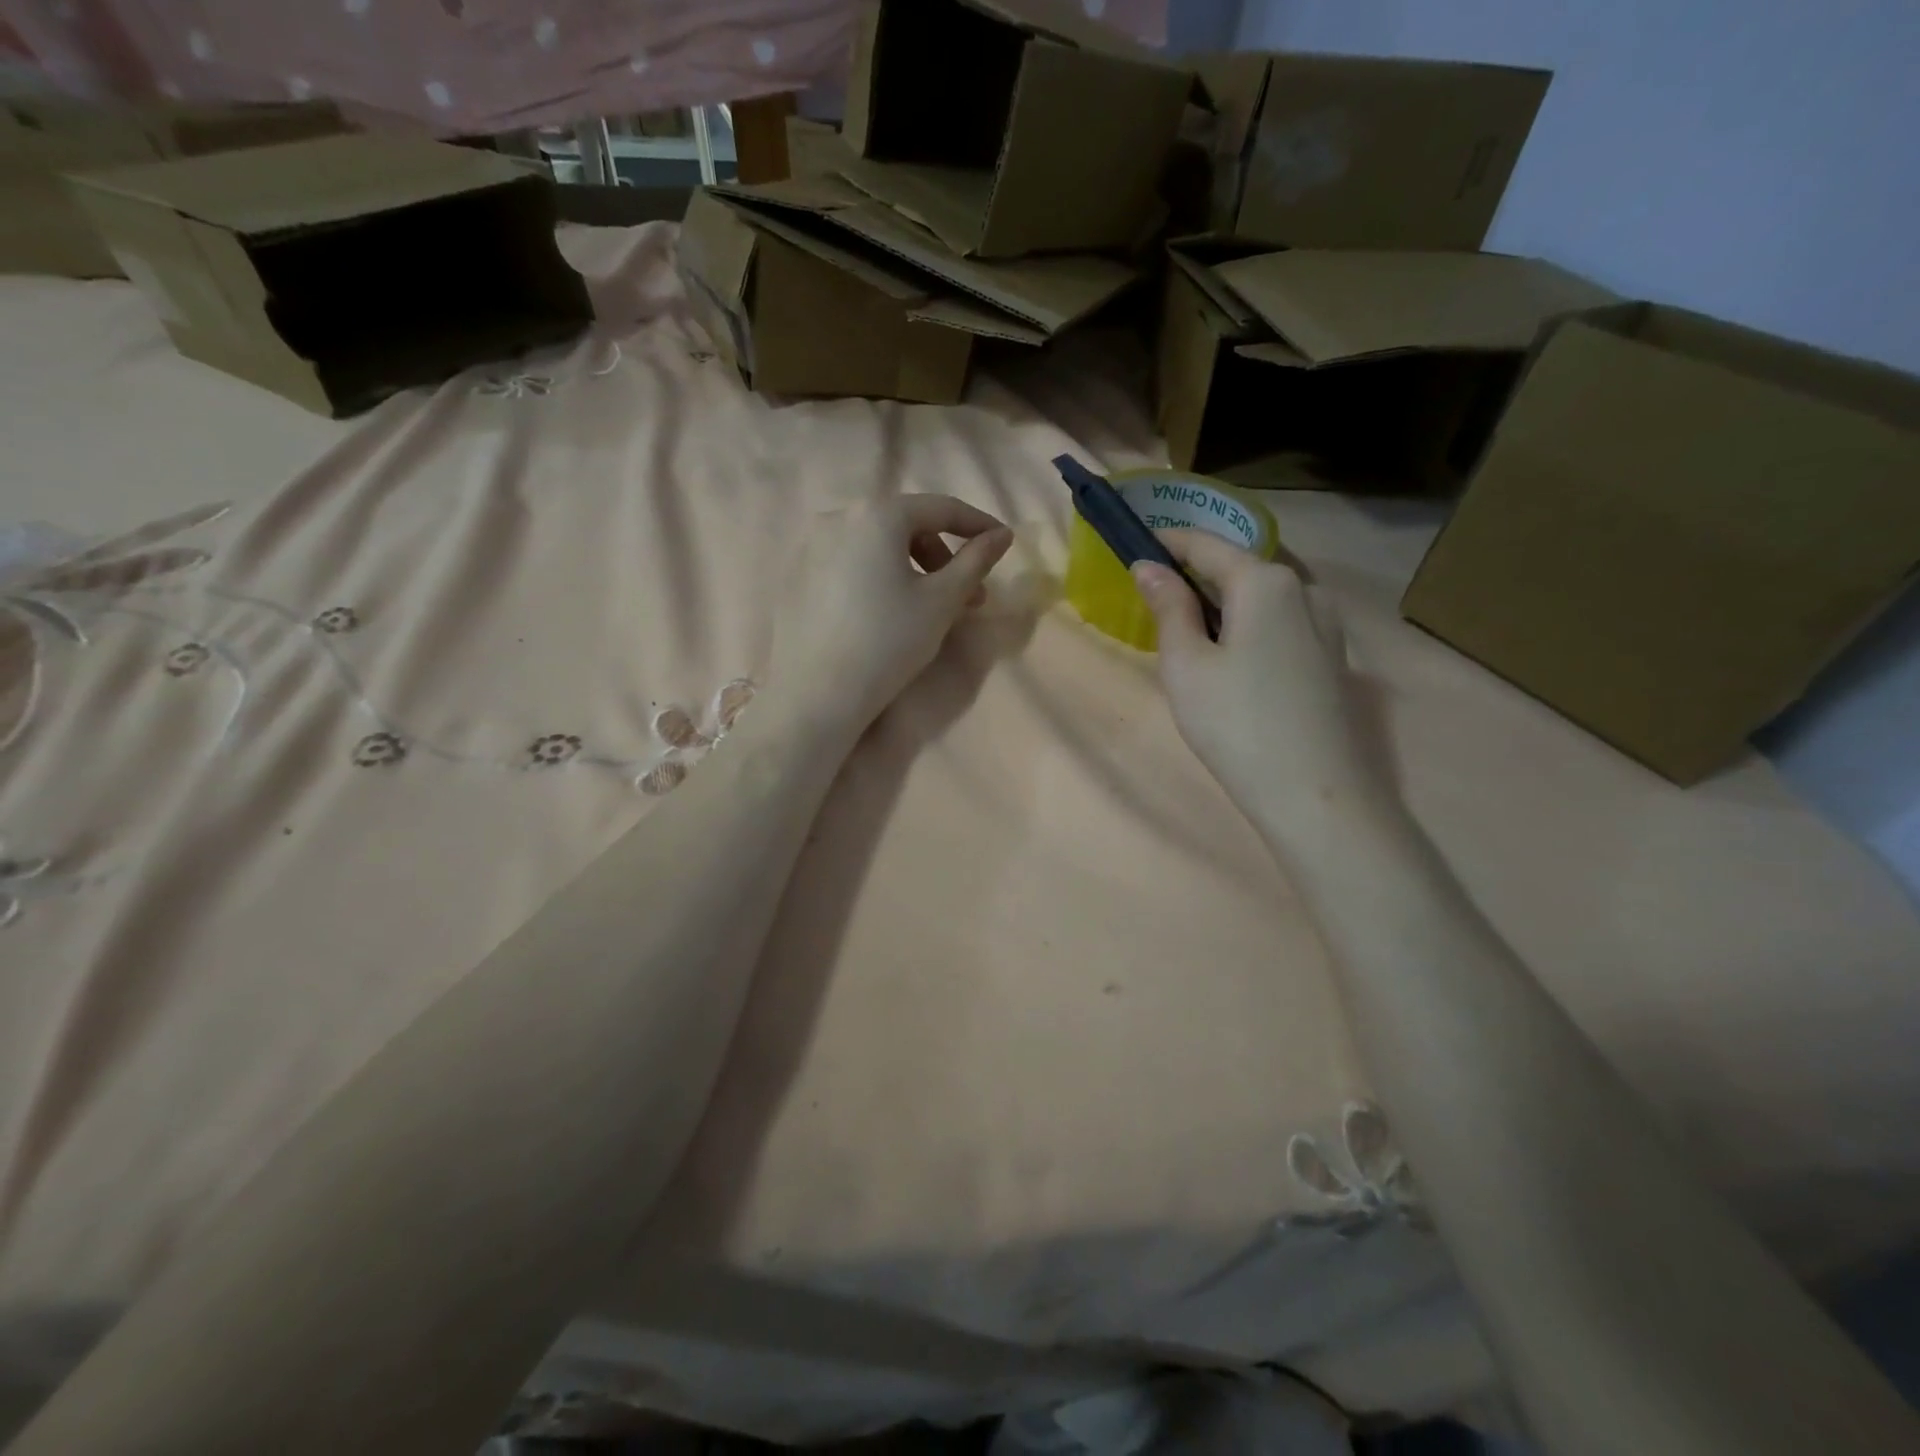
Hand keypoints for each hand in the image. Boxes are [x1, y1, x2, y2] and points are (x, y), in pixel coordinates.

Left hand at [771, 494, 1013, 736]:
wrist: (818, 693)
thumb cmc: (889, 641)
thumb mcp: (942, 601)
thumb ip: (976, 561)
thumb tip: (1001, 535)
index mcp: (877, 514)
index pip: (940, 508)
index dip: (977, 524)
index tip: (1002, 542)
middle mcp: (838, 517)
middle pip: (904, 524)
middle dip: (941, 555)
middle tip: (966, 594)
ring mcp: (810, 545)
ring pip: (875, 545)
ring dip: (910, 567)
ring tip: (926, 607)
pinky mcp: (795, 575)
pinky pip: (848, 563)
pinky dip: (876, 576)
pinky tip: (884, 612)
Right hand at [1133, 530, 1400, 852]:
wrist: (1313, 793)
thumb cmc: (1235, 723)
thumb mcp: (1186, 664)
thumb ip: (1168, 607)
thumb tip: (1149, 567)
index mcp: (1265, 581)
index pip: (1205, 544)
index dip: (1166, 543)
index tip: (1133, 549)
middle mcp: (1304, 589)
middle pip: (1236, 569)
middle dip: (1193, 579)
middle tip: (1153, 603)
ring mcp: (1326, 622)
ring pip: (1259, 599)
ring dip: (1221, 606)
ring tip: (1187, 639)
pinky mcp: (1332, 655)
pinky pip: (1279, 624)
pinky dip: (1247, 628)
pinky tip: (1229, 663)